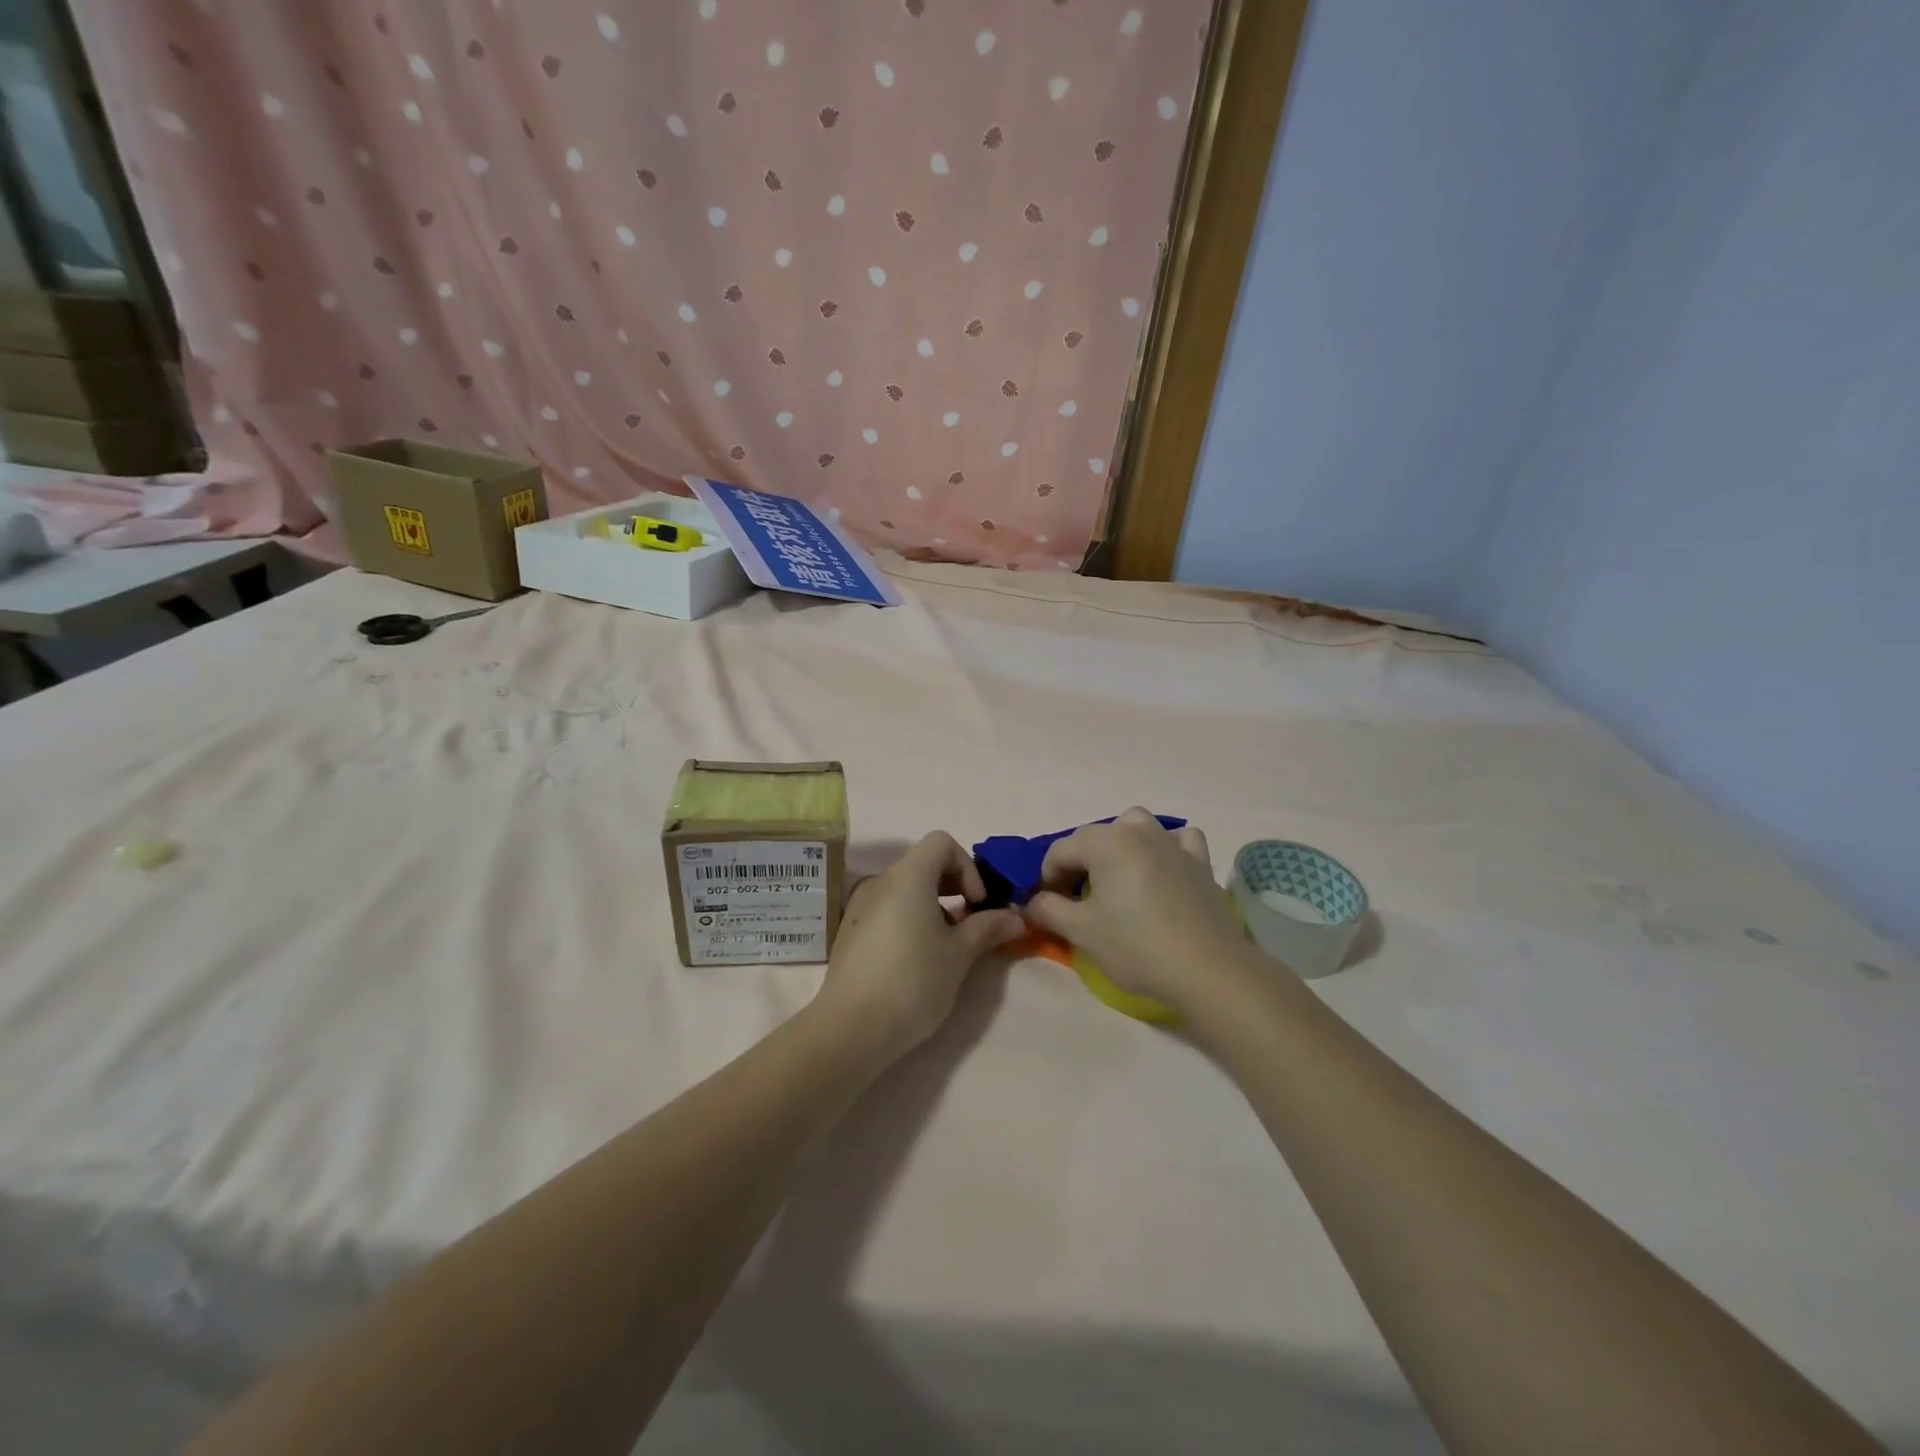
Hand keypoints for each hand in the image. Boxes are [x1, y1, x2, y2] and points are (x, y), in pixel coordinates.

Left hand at [811, 832, 1025, 1064]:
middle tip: (970, 923)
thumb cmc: (913, 981)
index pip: (941, 842)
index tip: (976, 903)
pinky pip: (887, 908)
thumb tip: (1016, 917)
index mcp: (908, 876)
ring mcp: (860, 905)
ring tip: (946, 945)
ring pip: (906, 888)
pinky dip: (909, 918)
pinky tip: (917, 958)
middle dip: (954, 885)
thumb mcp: (960, 954)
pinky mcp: (850, 931)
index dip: (967, 866)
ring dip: (933, 904)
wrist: (851, 1028)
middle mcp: (881, 881)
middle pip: (923, 863)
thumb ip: (988, 928)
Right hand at [1025, 808, 1268, 1017]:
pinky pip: (1177, 840)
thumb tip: (1032, 902)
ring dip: (1120, 844)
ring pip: (1136, 826)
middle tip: (1075, 899)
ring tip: (1117, 877)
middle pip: (1094, 837)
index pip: (1060, 850)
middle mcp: (1138, 831)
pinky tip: (1162, 870)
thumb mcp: (1081, 931)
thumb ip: (1048, 909)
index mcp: (1105, 842)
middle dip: (1078, 863)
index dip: (1046, 877)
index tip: (1046, 906)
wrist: (1207, 969)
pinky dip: (1165, 848)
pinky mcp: (1200, 861)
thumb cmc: (1136, 946)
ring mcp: (1172, 842)